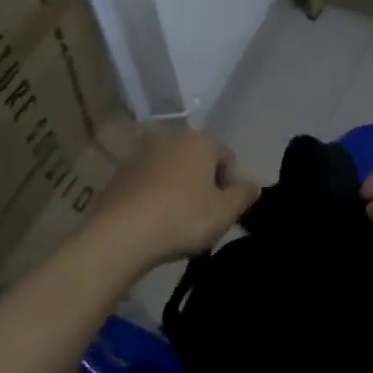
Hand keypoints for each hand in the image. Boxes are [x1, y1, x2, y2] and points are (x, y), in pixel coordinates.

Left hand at [83, 128, 257, 269]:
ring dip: (178, 190)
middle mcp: (170, 139)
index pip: (227, 157)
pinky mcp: (120, 175)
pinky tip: (153, 222)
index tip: (224, 212)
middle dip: (203, 185)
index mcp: (199, 141)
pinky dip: (154, 197)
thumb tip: (253, 185)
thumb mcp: (225, 212)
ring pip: (171, 172)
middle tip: (203, 218)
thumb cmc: (183, 218)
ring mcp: (141, 155)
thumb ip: (244, 195)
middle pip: (197, 162)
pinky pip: (147, 184)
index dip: (231, 186)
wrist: (122, 233)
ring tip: (176, 222)